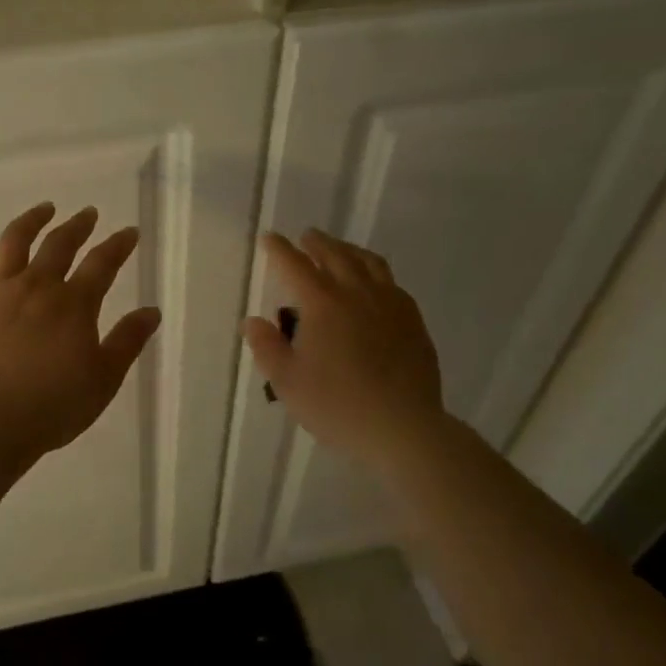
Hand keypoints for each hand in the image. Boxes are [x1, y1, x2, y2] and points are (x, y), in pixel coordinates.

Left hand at [0, 201, 161, 458]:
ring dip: (31, 221)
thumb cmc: (54, 405)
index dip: (118, 245)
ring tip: (43, 209)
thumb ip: (127, 341)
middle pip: (59, 245)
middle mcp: (37, 287)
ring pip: (14, 244)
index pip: (102, 263)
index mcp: (74, 304)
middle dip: (77, 226)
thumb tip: (152, 311)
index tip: (129, 232)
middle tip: (88, 213)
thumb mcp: (104, 378)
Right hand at [242, 230, 445, 469]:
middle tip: (307, 237)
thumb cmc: (337, 405)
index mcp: (323, 303)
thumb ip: (267, 348)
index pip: (296, 265)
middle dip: (318, 243)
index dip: (280, 250)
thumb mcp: (288, 382)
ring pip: (369, 263)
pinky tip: (374, 285)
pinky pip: (392, 284)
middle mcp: (357, 293)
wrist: (402, 427)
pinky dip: (375, 273)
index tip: (270, 238)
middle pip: (336, 255)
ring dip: (349, 251)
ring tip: (340, 251)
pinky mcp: (413, 321)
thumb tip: (253, 322)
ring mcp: (390, 304)